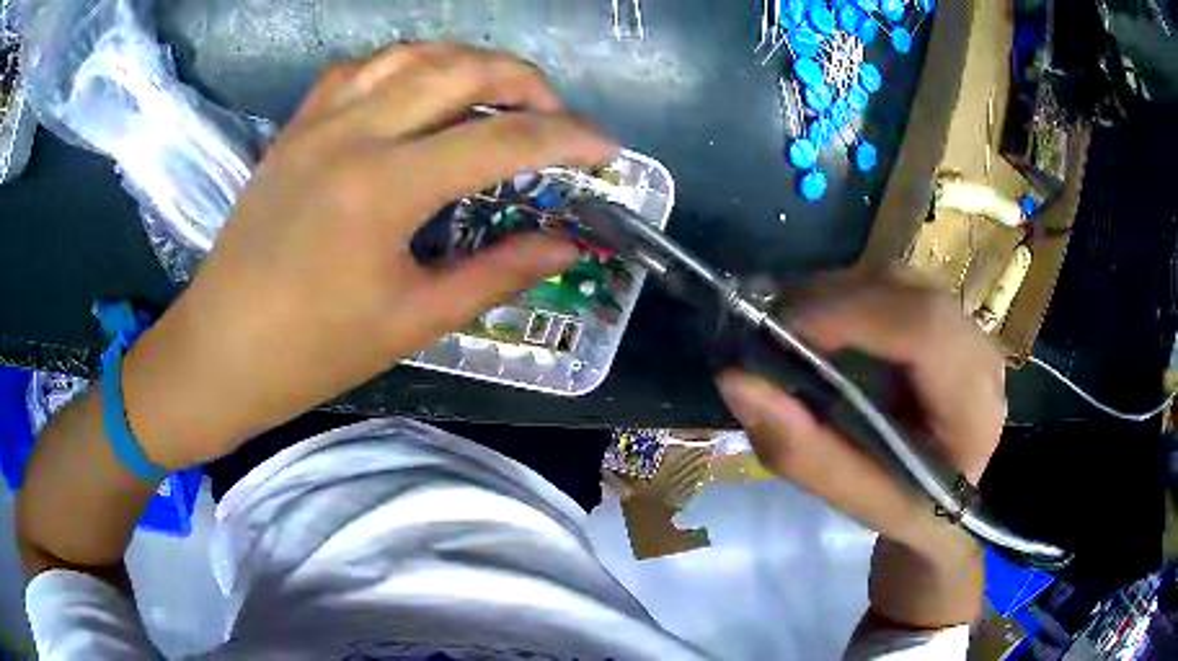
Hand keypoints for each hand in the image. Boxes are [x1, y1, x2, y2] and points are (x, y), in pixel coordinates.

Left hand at [122, 44, 617, 468]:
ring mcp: (318, 121)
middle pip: (461, 69)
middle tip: (557, 115)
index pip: (502, 141)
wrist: (219, 351)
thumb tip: (566, 245)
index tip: (607, 148)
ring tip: (498, 93)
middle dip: (526, 81)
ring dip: (468, 62)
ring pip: (412, 54)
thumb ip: (497, 273)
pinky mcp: (295, 127)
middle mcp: (353, 132)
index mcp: (384, 187)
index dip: (567, 139)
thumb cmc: (310, 353)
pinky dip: (406, 66)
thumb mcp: (412, 320)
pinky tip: (420, 92)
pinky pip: (360, 69)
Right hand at [716, 268, 1005, 560]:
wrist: (945, 507)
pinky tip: (819, 322)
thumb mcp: (853, 500)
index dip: (852, 315)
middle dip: (832, 297)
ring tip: (788, 324)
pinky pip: (894, 288)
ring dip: (836, 292)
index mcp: (975, 407)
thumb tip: (736, 380)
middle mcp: (981, 354)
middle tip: (770, 324)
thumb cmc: (906, 512)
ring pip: (898, 280)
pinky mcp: (948, 320)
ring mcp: (968, 330)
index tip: (780, 329)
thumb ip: (802, 450)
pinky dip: (848, 295)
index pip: (925, 330)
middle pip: (908, 291)